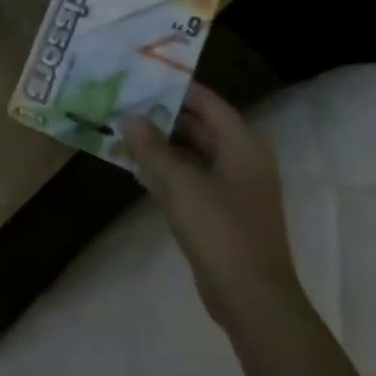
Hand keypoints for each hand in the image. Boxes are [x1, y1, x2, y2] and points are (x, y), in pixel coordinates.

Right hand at [125, 84, 305, 329]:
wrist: (251, 298)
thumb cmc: (220, 230)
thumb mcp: (179, 183)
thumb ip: (151, 147)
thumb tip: (129, 116)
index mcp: (242, 145)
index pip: (208, 102)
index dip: (177, 88)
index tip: (142, 76)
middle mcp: (242, 160)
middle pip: (200, 126)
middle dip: (164, 116)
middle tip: (125, 102)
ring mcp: (234, 189)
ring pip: (194, 153)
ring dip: (162, 144)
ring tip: (124, 130)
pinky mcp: (222, 213)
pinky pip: (192, 179)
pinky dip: (168, 170)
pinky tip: (138, 168)